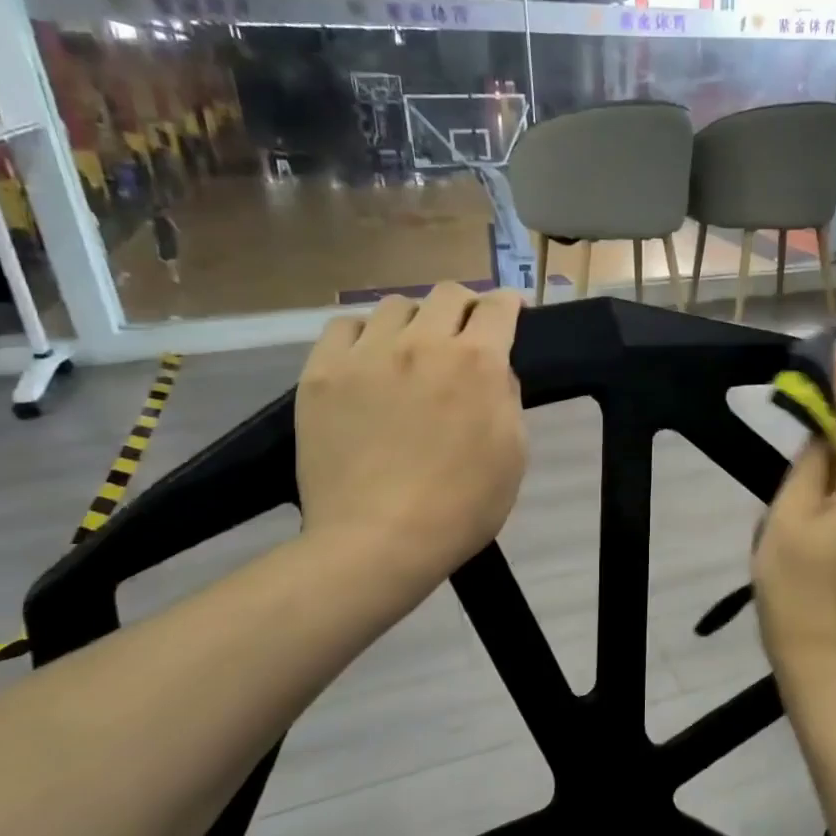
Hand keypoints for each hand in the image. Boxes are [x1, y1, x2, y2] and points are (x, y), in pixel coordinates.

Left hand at [297, 283, 527, 579]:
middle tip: (464, 333)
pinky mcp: (322, 373)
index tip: (509, 313)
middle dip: (465, 306)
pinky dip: (364, 335)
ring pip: (395, 305)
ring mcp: (367, 355)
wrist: (380, 541)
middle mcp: (423, 344)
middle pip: (448, 293)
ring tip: (411, 350)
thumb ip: (507, 398)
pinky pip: (344, 327)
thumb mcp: (514, 454)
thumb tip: (494, 371)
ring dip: (414, 320)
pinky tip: (368, 360)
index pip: (498, 307)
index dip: (508, 304)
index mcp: (477, 363)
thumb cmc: (462, 506)